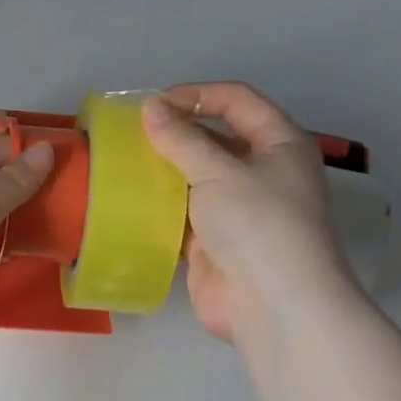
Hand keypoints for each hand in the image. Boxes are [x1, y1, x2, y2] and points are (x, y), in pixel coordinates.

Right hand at [140, 83, 356, 342]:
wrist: (273, 306)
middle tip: (129, 133)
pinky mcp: (214, 242)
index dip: (196, 95)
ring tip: (121, 162)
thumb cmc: (258, 224)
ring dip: (163, 171)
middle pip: (214, 138)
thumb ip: (181, 139)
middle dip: (175, 133)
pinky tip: (128, 200)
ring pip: (195, 178)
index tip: (152, 104)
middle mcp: (262, 172)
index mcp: (279, 144)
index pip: (237, 101)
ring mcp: (238, 210)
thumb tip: (150, 108)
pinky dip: (159, 206)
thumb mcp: (219, 171)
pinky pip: (183, 214)